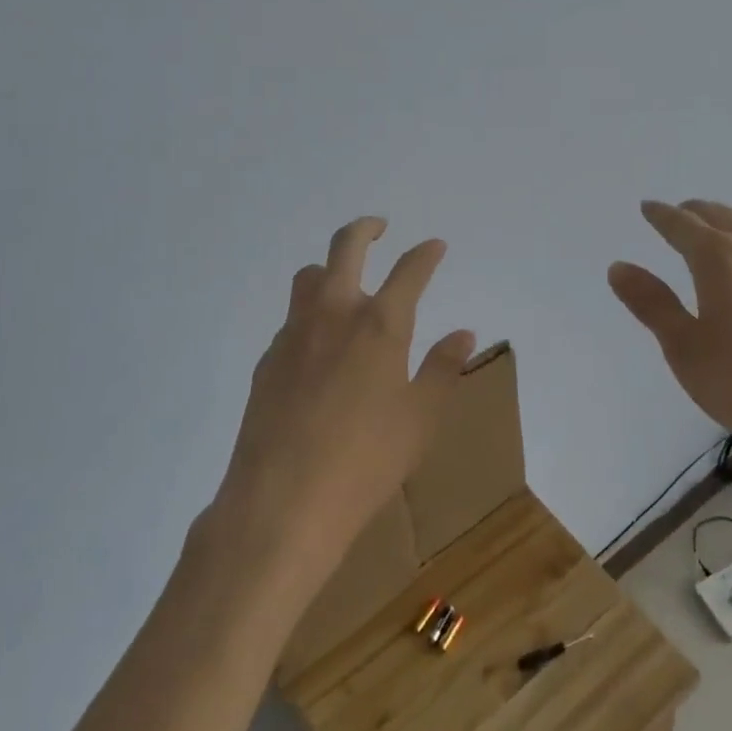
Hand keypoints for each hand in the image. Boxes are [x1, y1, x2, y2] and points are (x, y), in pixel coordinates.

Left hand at [213, 217, 474, 578]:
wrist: (281, 502)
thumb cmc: (366, 462)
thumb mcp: (420, 419)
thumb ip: (442, 368)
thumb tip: (463, 333)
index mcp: (379, 325)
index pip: (409, 271)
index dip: (425, 254)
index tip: (435, 246)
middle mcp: (334, 314)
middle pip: (345, 248)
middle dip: (365, 229)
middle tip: (379, 227)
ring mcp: (294, 334)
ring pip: (309, 277)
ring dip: (329, 268)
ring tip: (345, 284)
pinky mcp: (268, 359)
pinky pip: (292, 319)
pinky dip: (310, 315)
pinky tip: (319, 348)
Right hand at [608, 199, 731, 520]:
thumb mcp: (685, 348)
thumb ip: (652, 304)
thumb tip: (619, 266)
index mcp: (719, 258)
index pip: (682, 224)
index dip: (661, 215)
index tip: (647, 207)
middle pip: (722, 217)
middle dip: (695, 213)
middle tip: (676, 215)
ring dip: (726, 227)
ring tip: (711, 238)